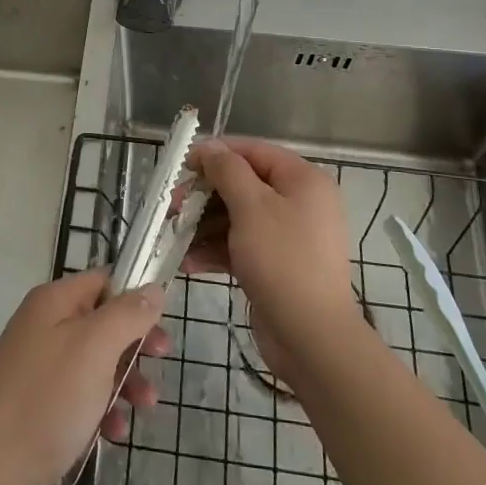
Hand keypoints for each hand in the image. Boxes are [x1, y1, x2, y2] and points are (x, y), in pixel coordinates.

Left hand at [0, 271, 169, 484]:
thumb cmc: (49, 399)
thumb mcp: (96, 347)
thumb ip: (127, 314)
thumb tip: (152, 288)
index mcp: (52, 302)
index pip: (102, 280)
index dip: (134, 295)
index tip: (163, 321)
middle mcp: (42, 327)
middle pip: (101, 322)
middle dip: (134, 344)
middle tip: (161, 361)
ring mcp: (37, 368)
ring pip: (94, 363)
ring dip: (124, 381)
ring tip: (146, 406)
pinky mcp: (37, 407)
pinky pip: (79, 397)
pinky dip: (101, 410)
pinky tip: (114, 434)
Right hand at [183, 137, 361, 377]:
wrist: (311, 337)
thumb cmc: (282, 260)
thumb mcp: (251, 206)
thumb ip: (227, 170)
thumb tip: (210, 147)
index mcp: (303, 180)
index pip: (254, 152)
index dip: (217, 154)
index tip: (183, 165)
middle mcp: (299, 202)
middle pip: (243, 185)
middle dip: (205, 196)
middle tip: (173, 206)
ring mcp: (289, 236)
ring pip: (238, 218)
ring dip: (204, 225)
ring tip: (174, 235)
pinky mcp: (277, 265)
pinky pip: (242, 246)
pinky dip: (217, 251)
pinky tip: (188, 262)